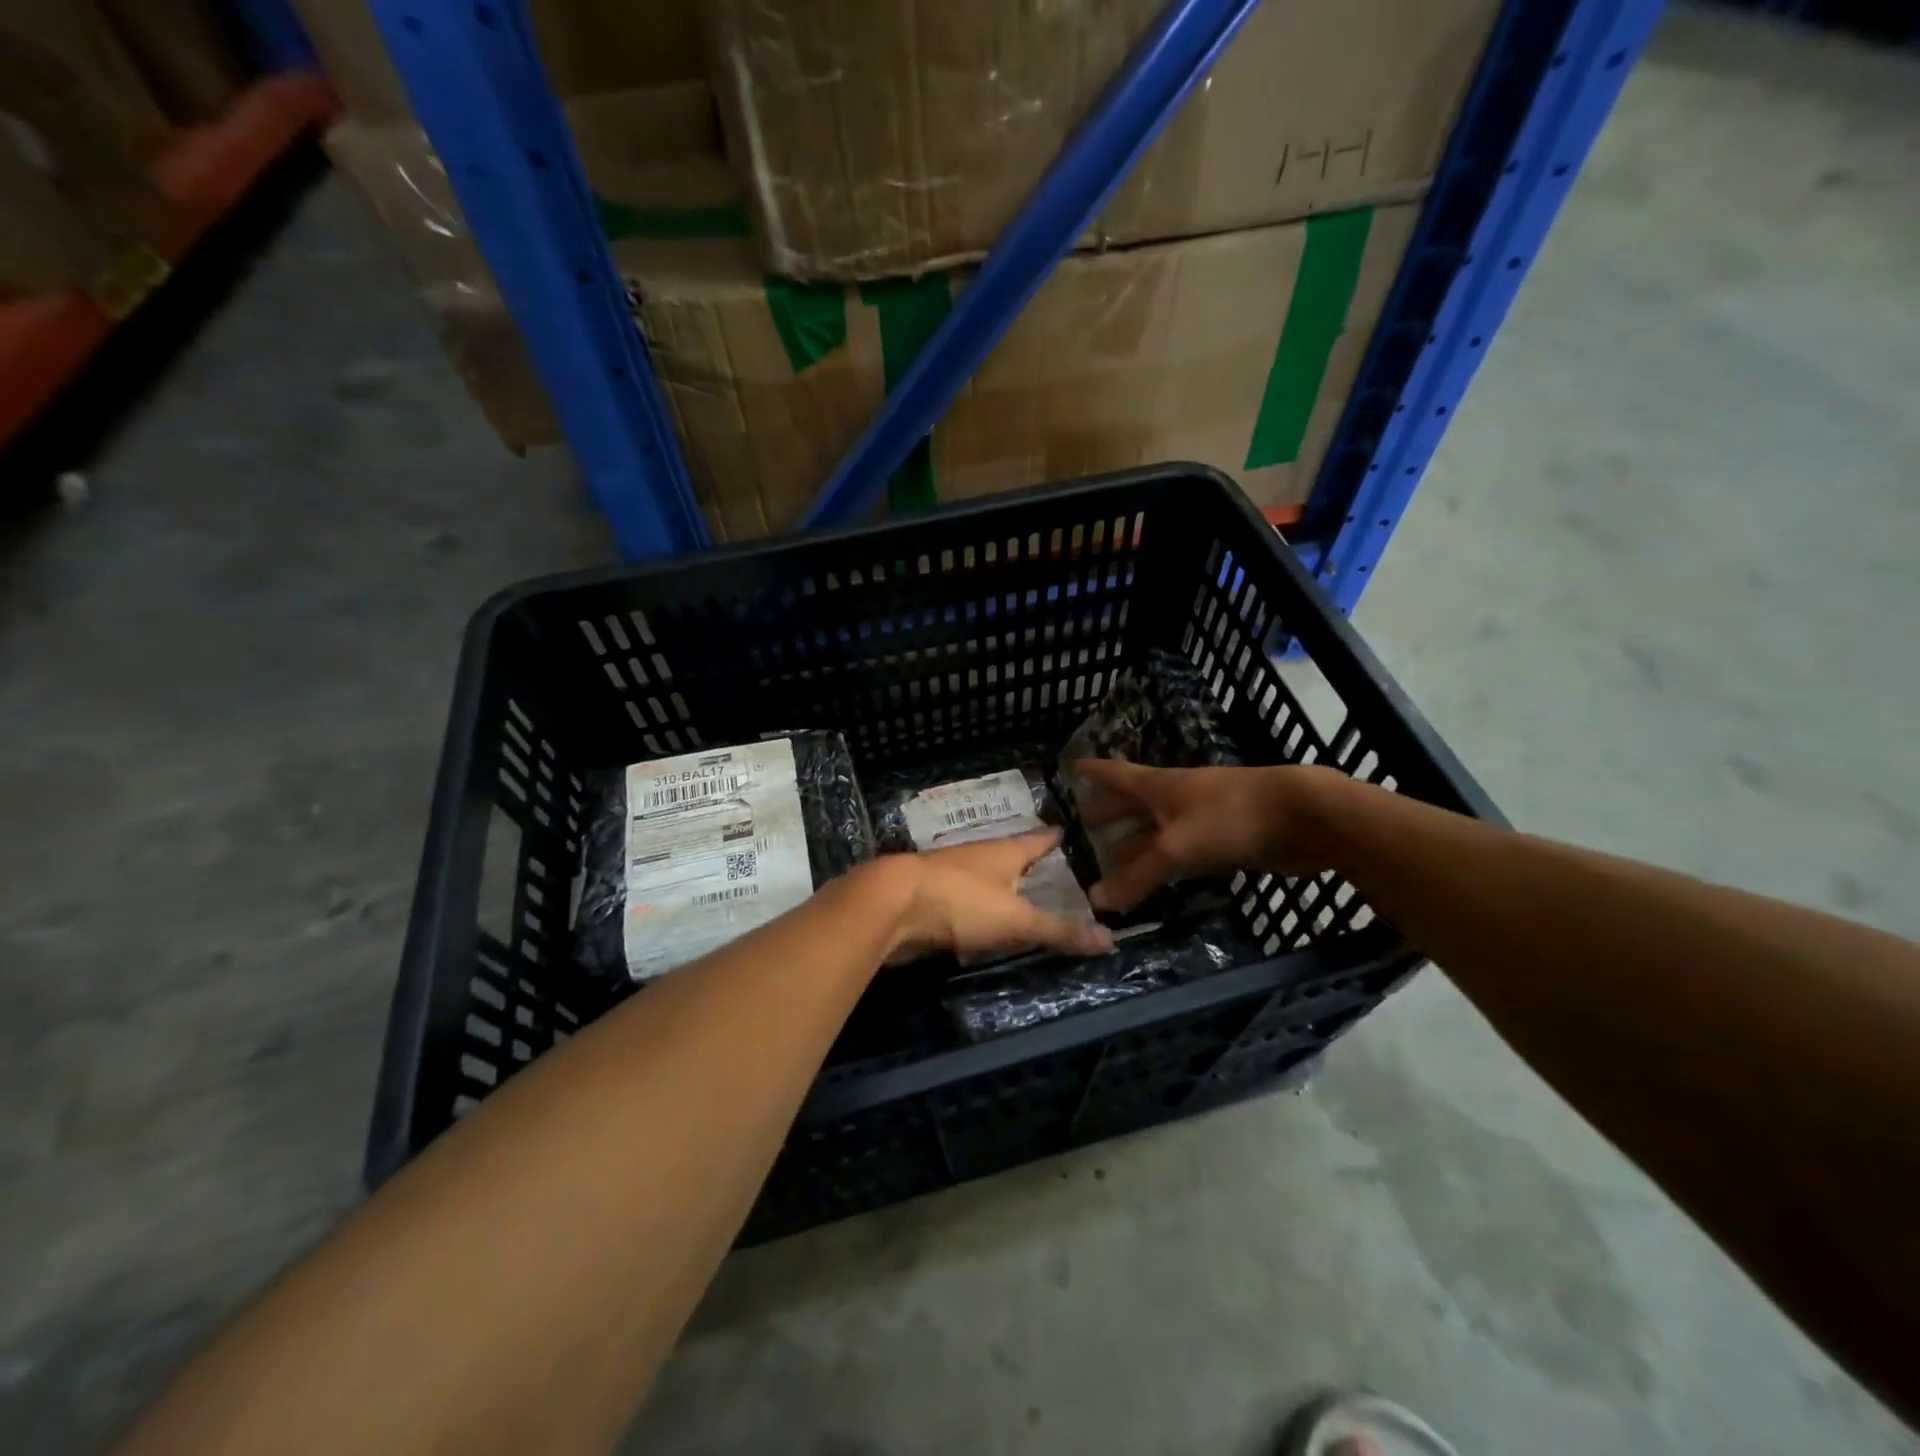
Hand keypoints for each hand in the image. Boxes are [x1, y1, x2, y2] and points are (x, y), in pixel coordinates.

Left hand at [881, 830, 1115, 962]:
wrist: (890, 905)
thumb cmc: (961, 902)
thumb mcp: (1016, 921)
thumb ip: (1059, 931)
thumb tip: (1111, 940)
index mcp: (1003, 852)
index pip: (1036, 840)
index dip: (1051, 838)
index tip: (1063, 832)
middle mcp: (977, 856)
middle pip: (1007, 854)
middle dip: (1024, 859)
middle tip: (1045, 865)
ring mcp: (949, 873)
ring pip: (981, 874)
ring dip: (997, 881)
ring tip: (1015, 890)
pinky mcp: (928, 894)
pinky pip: (960, 896)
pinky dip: (974, 903)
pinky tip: (976, 916)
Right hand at [1066, 760, 1341, 911]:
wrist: (1304, 816)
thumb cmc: (1231, 817)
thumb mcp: (1176, 848)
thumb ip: (1137, 876)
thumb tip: (1094, 901)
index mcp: (1158, 786)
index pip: (1115, 773)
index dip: (1093, 771)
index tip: (1069, 767)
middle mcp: (1175, 797)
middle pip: (1133, 802)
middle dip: (1107, 813)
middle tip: (1079, 826)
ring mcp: (1201, 816)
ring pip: (1156, 828)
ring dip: (1133, 841)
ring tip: (1107, 858)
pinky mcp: (1224, 838)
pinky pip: (1180, 849)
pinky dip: (1162, 860)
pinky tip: (1155, 874)